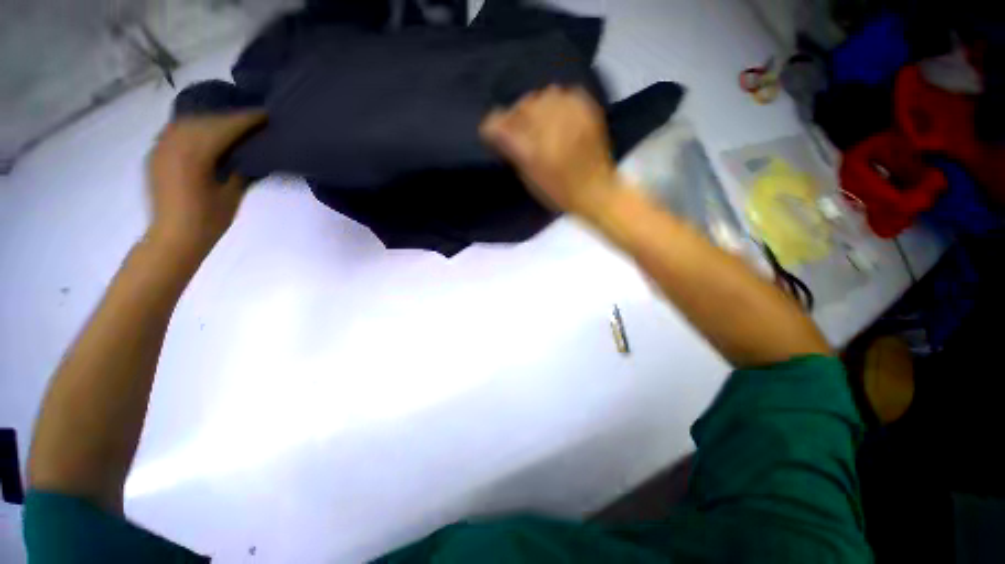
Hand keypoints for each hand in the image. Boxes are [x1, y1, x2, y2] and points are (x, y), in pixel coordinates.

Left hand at [147, 112, 265, 255]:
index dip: (246, 120)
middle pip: (205, 120)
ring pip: (189, 122)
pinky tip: (208, 132)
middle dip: (230, 117)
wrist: (173, 238)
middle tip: (253, 118)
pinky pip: (177, 131)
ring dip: (212, 120)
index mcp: (193, 155)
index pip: (223, 128)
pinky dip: (195, 128)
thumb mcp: (231, 194)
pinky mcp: (156, 154)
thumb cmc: (208, 221)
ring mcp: (161, 148)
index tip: (265, 114)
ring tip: (233, 124)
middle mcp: (173, 144)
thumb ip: (238, 168)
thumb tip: (250, 152)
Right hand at [480, 86, 619, 218]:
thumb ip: (513, 153)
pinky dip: (557, 102)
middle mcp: (549, 128)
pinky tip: (558, 116)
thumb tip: (500, 134)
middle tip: (519, 128)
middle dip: (516, 115)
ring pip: (543, 95)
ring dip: (537, 107)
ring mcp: (570, 115)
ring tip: (541, 122)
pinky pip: (565, 93)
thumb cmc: (559, 193)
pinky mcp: (587, 109)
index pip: (500, 125)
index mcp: (532, 150)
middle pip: (522, 105)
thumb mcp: (529, 179)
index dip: (493, 125)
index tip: (492, 130)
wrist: (596, 190)